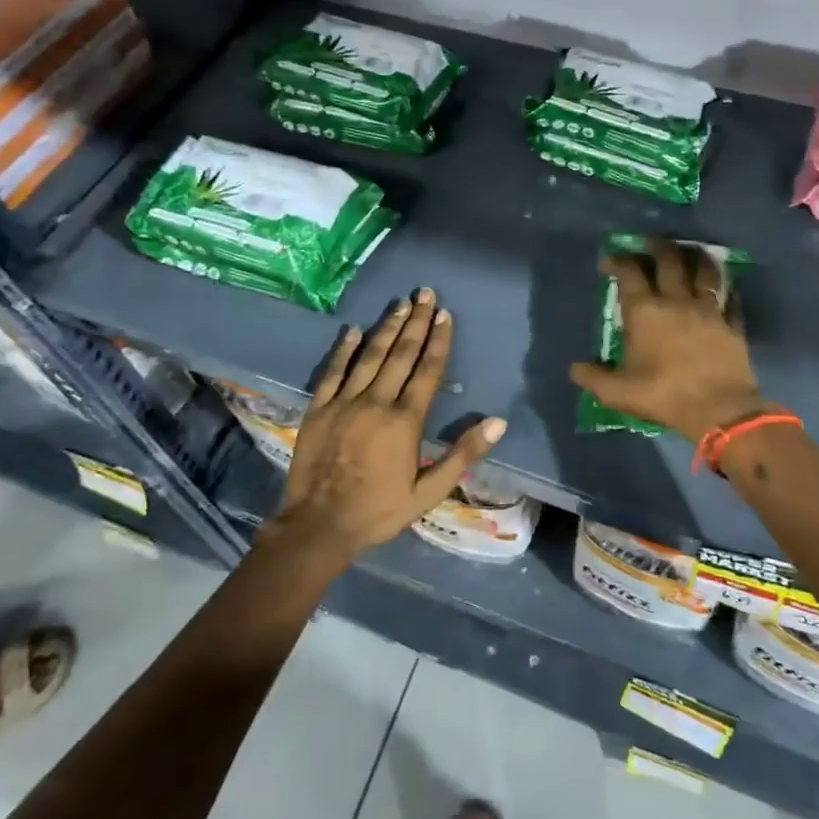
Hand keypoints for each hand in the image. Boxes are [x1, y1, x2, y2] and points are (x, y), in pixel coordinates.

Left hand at [271, 289, 505, 565]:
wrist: (320, 525)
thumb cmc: (380, 510)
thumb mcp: (429, 491)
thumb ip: (463, 454)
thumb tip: (498, 422)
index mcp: (405, 421)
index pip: (428, 371)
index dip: (438, 341)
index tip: (445, 314)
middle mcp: (377, 402)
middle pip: (401, 354)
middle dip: (416, 322)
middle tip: (426, 293)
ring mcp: (345, 402)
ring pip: (370, 356)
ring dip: (387, 327)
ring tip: (401, 303)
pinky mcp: (319, 408)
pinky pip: (333, 371)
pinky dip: (344, 349)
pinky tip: (353, 330)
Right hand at [569, 239, 770, 444]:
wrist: (719, 410)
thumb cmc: (664, 395)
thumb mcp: (618, 393)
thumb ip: (594, 378)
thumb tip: (574, 368)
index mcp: (645, 312)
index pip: (629, 273)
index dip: (618, 261)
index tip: (610, 259)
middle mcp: (676, 301)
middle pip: (669, 260)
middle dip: (657, 246)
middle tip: (651, 242)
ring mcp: (708, 310)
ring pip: (703, 271)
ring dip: (695, 256)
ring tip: (690, 251)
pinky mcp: (732, 324)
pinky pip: (730, 298)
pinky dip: (726, 288)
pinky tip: (725, 286)